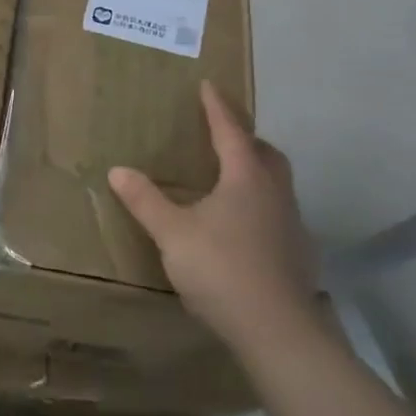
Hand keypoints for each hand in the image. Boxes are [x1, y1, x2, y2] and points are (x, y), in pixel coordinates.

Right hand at [108, 82, 319, 356]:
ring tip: (231, 179)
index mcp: (245, 178)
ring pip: (277, 183)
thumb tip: (117, 170)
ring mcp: (291, 223)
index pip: (230, 131)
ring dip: (257, 171)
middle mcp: (274, 192)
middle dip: (245, 138)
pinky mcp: (298, 253)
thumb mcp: (173, 233)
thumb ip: (146, 201)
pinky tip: (244, 227)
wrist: (277, 330)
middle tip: (223, 134)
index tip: (208, 85)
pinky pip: (279, 213)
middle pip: (265, 153)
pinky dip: (262, 205)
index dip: (217, 107)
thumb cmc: (221, 269)